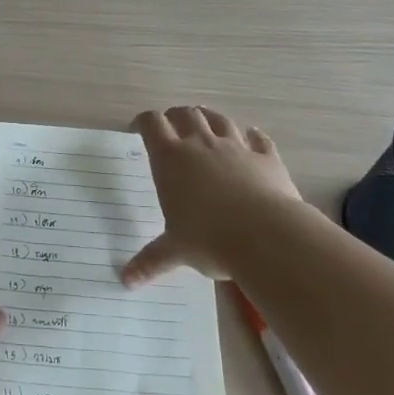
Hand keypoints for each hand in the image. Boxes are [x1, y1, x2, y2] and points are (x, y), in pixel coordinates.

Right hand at [122, 106, 306, 285]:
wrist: (268, 236)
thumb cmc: (210, 239)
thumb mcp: (175, 250)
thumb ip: (150, 261)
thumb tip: (125, 280)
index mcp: (171, 158)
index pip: (151, 123)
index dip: (142, 122)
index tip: (138, 130)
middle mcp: (201, 144)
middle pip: (185, 113)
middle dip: (175, 116)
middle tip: (171, 128)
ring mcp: (236, 147)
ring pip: (219, 119)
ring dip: (209, 118)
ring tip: (205, 124)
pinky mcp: (266, 157)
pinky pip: (258, 138)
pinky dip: (252, 136)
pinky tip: (251, 137)